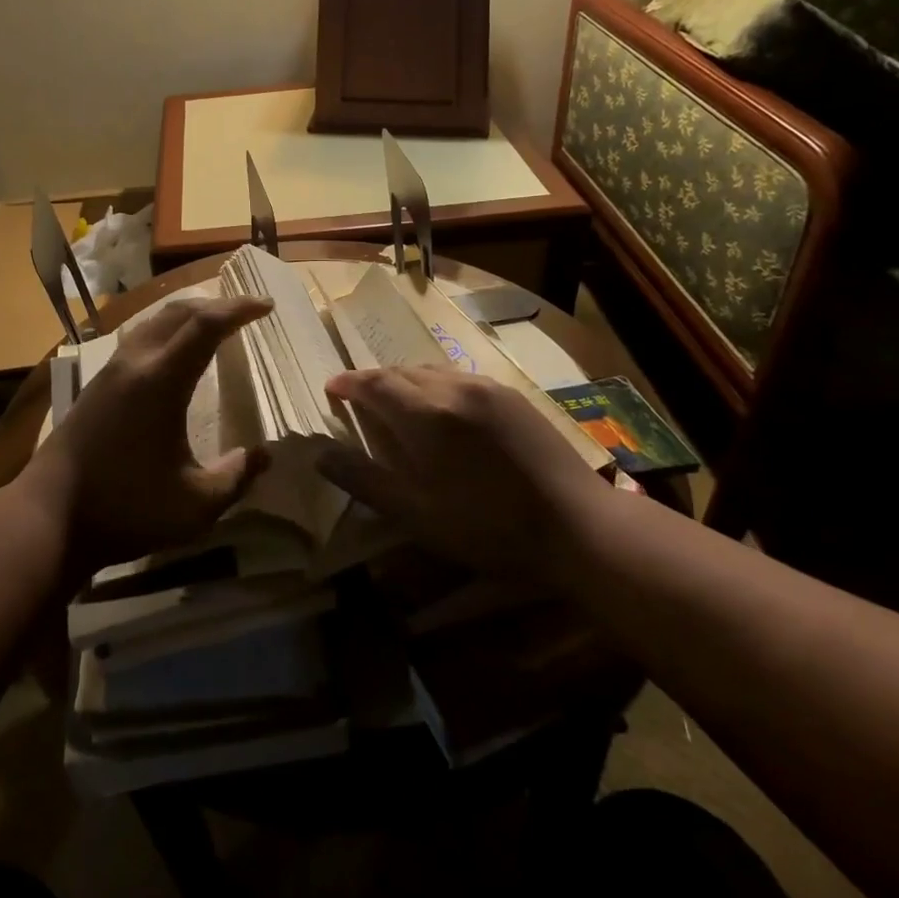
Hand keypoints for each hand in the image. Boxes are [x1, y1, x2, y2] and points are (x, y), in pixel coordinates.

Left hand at [23, 295, 273, 573]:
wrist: (47, 518)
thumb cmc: (126, 509)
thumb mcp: (195, 506)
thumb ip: (237, 477)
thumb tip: (265, 455)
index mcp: (161, 381)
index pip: (205, 325)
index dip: (239, 309)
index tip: (266, 306)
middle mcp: (135, 363)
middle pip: (179, 312)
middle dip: (217, 304)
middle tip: (248, 311)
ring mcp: (110, 371)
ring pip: (154, 322)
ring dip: (189, 315)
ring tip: (216, 324)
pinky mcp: (96, 384)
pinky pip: (139, 338)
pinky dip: (167, 331)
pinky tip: (175, 354)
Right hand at [321, 367, 608, 582]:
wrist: (578, 525)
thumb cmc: (489, 527)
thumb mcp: (417, 514)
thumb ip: (364, 479)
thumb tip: (319, 453)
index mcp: (425, 415)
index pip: (374, 383)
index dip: (348, 383)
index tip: (330, 389)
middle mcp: (452, 387)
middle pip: (400, 371)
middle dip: (373, 381)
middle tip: (357, 398)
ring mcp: (485, 387)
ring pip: (430, 370)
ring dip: (404, 380)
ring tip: (395, 402)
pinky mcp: (511, 395)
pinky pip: (458, 377)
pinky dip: (434, 384)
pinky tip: (441, 409)